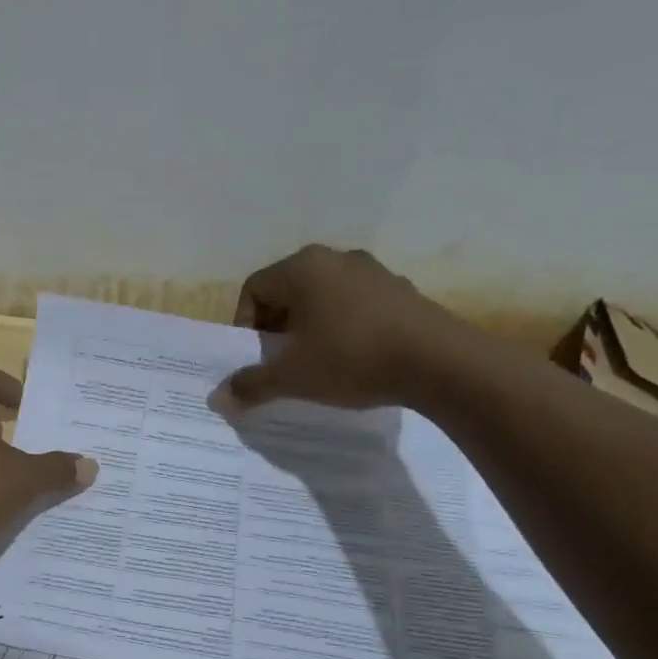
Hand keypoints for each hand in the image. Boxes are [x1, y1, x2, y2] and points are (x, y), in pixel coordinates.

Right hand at [210, 244, 468, 413]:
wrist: (440, 362)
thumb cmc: (351, 358)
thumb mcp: (292, 377)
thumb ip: (251, 385)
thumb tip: (217, 400)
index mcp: (302, 268)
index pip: (254, 288)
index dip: (245, 325)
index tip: (257, 357)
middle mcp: (336, 258)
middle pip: (289, 291)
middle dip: (278, 327)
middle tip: (283, 361)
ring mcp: (374, 271)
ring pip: (325, 297)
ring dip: (313, 327)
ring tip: (319, 362)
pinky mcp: (402, 290)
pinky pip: (358, 305)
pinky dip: (347, 327)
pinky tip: (357, 358)